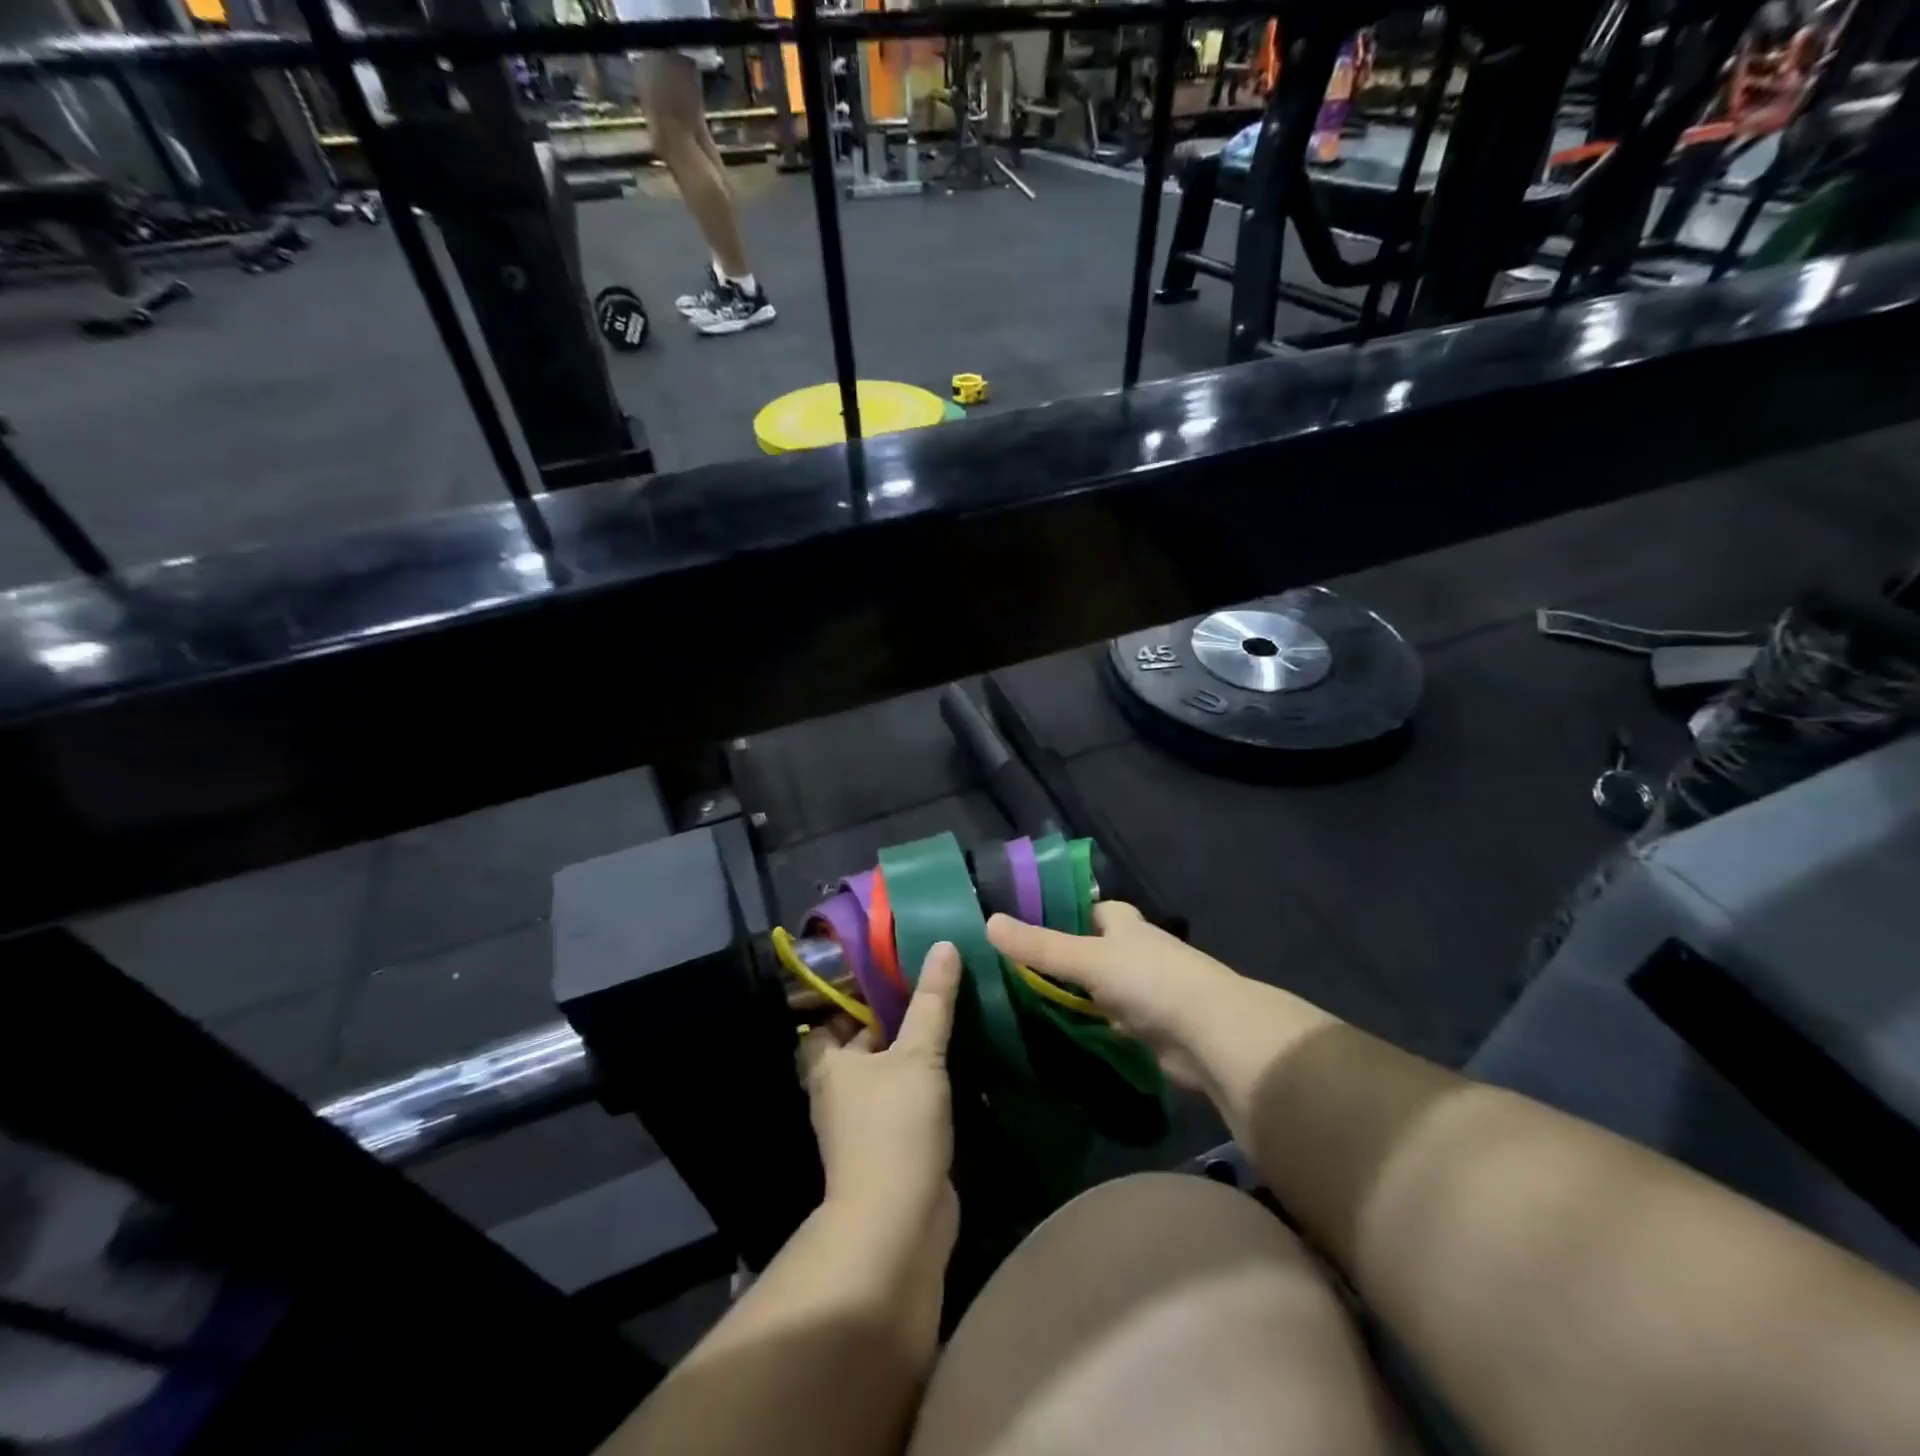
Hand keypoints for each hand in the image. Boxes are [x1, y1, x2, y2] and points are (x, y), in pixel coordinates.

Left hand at [797, 942, 961, 1243]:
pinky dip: (925, 1083)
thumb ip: (932, 1001)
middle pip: (862, 1042)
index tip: (890, 969)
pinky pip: (906, 1100)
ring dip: (912, 1051)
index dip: (853, 994)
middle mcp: (839, 1090)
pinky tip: (957, 1062)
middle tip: (929, 983)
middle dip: (892, 1018)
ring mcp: (864, 1122)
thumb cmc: (895, 1127)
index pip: (830, 1017)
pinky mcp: (891, 1145)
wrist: (899, 1224)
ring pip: (887, 1072)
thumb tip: (943, 944)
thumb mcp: (918, 1054)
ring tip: (948, 1013)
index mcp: (829, 1064)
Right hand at [986, 902, 1276, 1092]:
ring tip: (1018, 1001)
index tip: (1021, 923)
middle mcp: (1133, 952)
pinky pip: (1105, 1022)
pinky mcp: (1145, 1029)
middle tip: (1008, 968)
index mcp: (1124, 924)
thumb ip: (1040, 946)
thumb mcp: (1088, 959)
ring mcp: (1141, 992)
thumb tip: (988, 922)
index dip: (1060, 912)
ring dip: (1070, 995)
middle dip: (1059, 957)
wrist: (1211, 1036)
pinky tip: (1052, 1032)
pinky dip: (1084, 1025)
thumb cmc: (1150, 980)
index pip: (1088, 909)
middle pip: (1089, 949)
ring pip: (1095, 988)